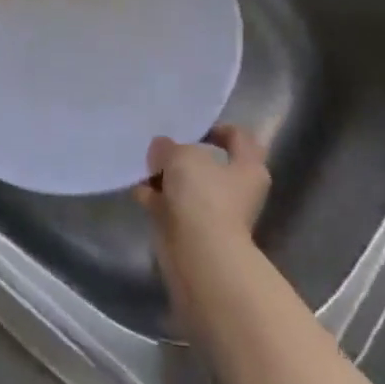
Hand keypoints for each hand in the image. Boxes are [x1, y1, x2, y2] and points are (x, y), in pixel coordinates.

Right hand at [135, 126, 270, 325]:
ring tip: (141, 165)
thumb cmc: (203, 195)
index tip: (192, 128)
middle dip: (182, 154)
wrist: (199, 254)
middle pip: (209, 164)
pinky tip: (136, 188)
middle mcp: (236, 190)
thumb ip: (169, 146)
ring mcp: (214, 213)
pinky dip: (155, 198)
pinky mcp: (192, 231)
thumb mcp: (182, 155)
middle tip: (159, 145)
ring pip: (187, 186)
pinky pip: (171, 206)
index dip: (218, 128)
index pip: (239, 138)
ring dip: (165, 176)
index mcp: (248, 167)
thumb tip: (161, 148)